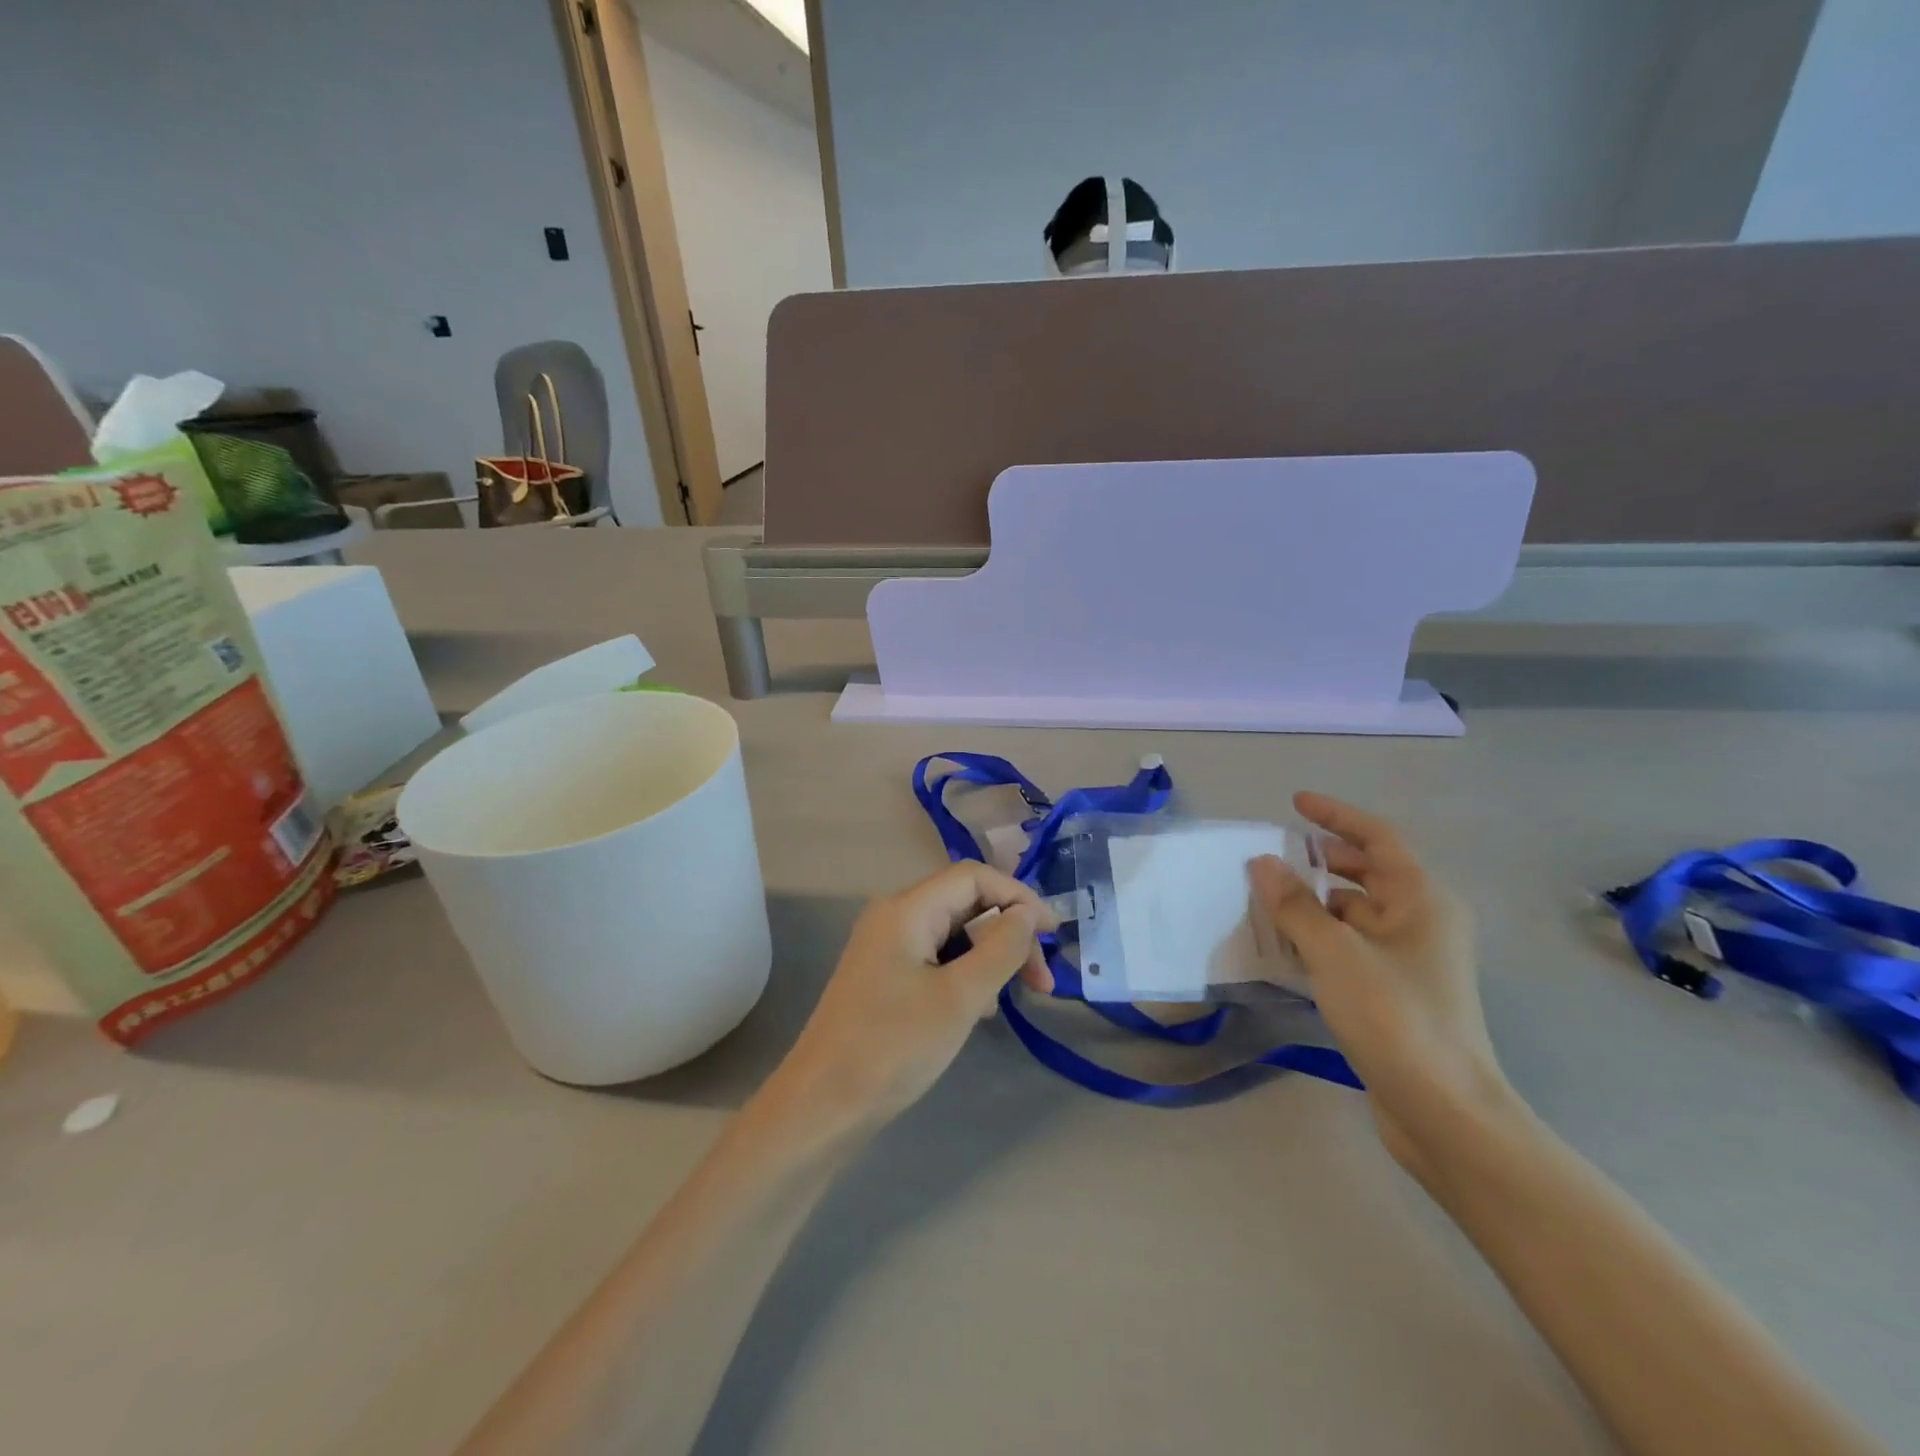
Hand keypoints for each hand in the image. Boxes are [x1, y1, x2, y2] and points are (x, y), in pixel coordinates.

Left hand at [772, 862, 1058, 1128]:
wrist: (823, 1106)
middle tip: (1043, 982)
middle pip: (965, 903)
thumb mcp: (959, 997)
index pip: (973, 877)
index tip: (1054, 935)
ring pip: (954, 934)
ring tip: (1011, 1000)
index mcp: (906, 909)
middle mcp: (895, 917)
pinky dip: (966, 975)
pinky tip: (979, 1010)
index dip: (1018, 897)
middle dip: (1009, 934)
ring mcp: (887, 948)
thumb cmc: (893, 1047)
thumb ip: (1000, 949)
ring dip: (990, 957)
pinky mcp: (886, 977)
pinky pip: (937, 959)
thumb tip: (1027, 915)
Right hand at [1251, 793, 1507, 1175]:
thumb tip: (1261, 863)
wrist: (1443, 1111)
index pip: (1377, 838)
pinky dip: (1320, 936)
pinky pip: (1352, 945)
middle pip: (1368, 873)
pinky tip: (1284, 944)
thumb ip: (1294, 904)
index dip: (1336, 816)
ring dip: (1315, 901)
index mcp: (1422, 900)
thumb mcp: (1335, 953)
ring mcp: (1411, 959)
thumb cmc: (1395, 1016)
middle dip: (1322, 859)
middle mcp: (1422, 922)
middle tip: (1274, 854)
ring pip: (1356, 912)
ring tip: (1267, 898)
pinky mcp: (1396, 991)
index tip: (1295, 803)